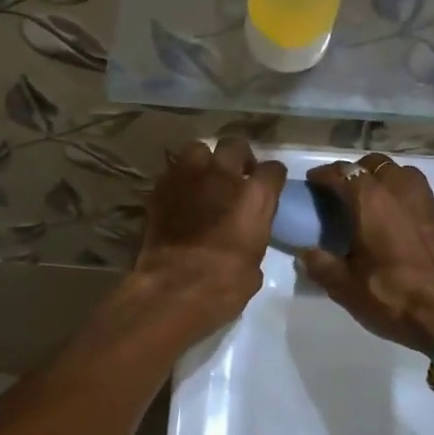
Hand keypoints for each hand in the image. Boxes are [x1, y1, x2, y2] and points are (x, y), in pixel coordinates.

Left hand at [130, 138, 286, 334]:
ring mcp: (188, 177)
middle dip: (238, 158)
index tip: (268, 187)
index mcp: (255, 196)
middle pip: (235, 146)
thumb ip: (254, 236)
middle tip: (235, 176)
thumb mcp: (254, 264)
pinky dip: (179, 180)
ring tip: (203, 179)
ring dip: (203, 161)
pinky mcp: (160, 187)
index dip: (271, 178)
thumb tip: (246, 235)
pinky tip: (179, 196)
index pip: (273, 170)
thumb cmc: (224, 285)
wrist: (174, 288)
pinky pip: (173, 171)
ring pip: (198, 148)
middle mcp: (224, 176)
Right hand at [298, 153, 433, 352]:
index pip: (341, 173)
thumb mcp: (345, 287)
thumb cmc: (393, 297)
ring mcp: (427, 200)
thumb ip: (320, 264)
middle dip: (355, 172)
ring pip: (401, 173)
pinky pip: (419, 192)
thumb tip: (305, 253)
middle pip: (373, 164)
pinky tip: (399, 220)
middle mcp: (399, 189)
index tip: (312, 182)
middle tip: (342, 192)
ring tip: (372, 200)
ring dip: (383, 178)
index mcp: (370, 200)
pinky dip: (404, 196)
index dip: (323, 175)